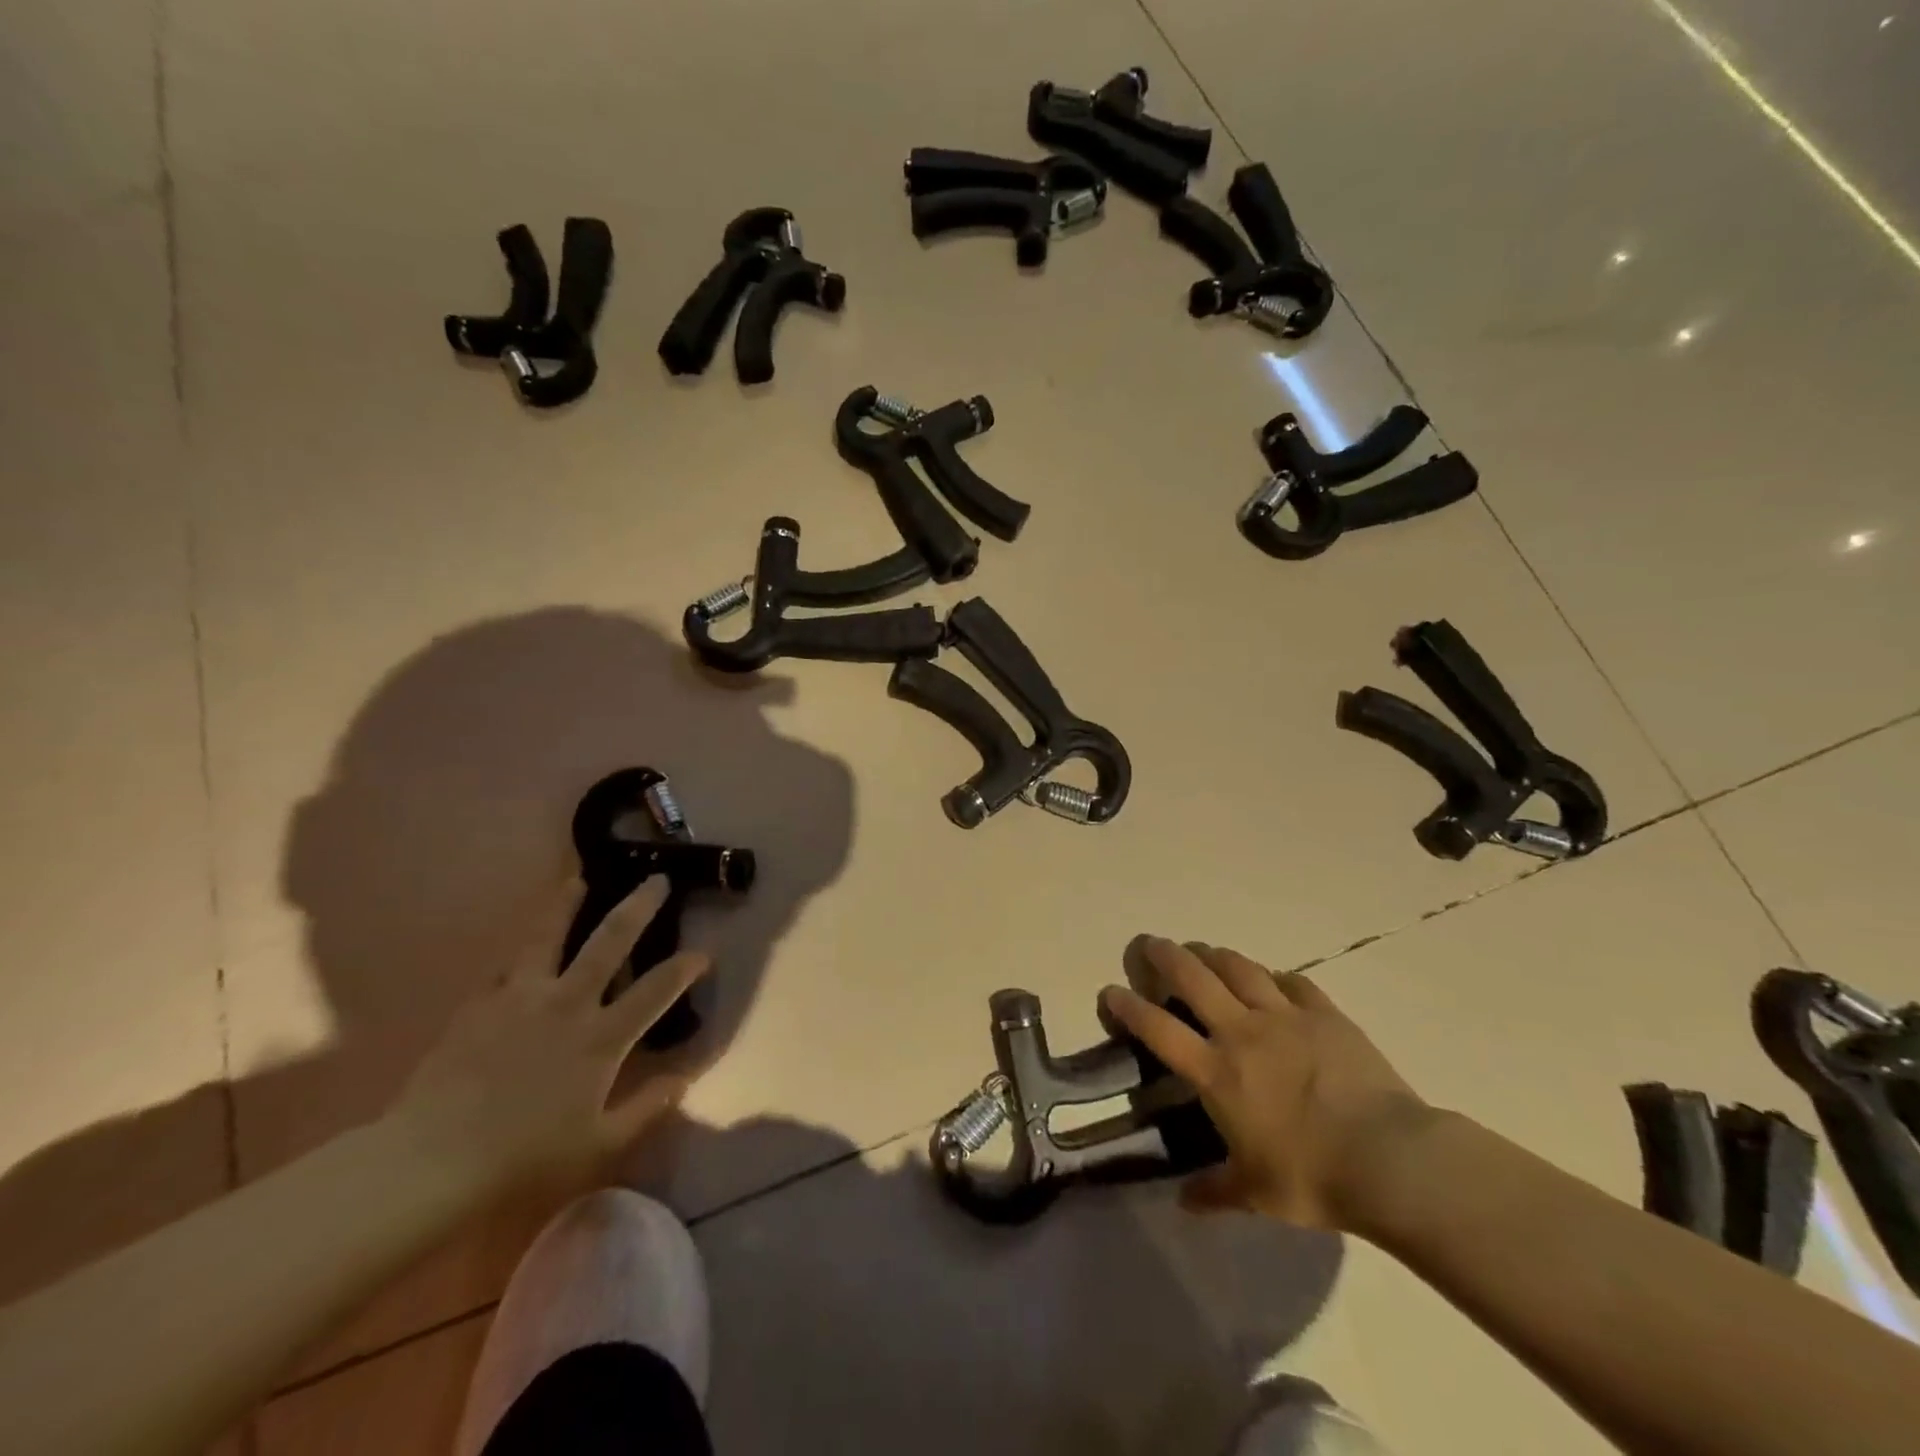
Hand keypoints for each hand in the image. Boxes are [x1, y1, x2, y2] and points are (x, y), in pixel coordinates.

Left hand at [390, 877, 710, 1198]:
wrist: (430, 1164)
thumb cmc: (524, 1159)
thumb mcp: (600, 1146)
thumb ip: (648, 1107)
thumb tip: (687, 1077)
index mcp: (601, 1038)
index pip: (656, 991)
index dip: (685, 968)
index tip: (703, 953)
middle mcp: (567, 1004)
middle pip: (610, 941)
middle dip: (638, 906)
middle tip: (656, 879)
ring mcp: (520, 999)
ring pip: (548, 936)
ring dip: (566, 904)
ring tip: (577, 880)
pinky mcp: (479, 1006)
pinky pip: (505, 969)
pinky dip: (519, 955)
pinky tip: (520, 951)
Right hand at [1102, 938, 1431, 1231]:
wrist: (1389, 1159)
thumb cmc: (1313, 1177)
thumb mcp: (1256, 1194)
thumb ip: (1215, 1193)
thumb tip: (1183, 1204)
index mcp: (1217, 1071)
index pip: (1159, 1029)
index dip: (1128, 1006)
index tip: (1110, 991)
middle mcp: (1242, 1031)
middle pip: (1192, 976)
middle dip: (1165, 955)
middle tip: (1150, 943)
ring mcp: (1284, 1016)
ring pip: (1238, 967)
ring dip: (1213, 954)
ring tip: (1202, 950)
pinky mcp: (1324, 1013)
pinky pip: (1292, 982)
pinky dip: (1274, 977)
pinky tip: (1272, 980)